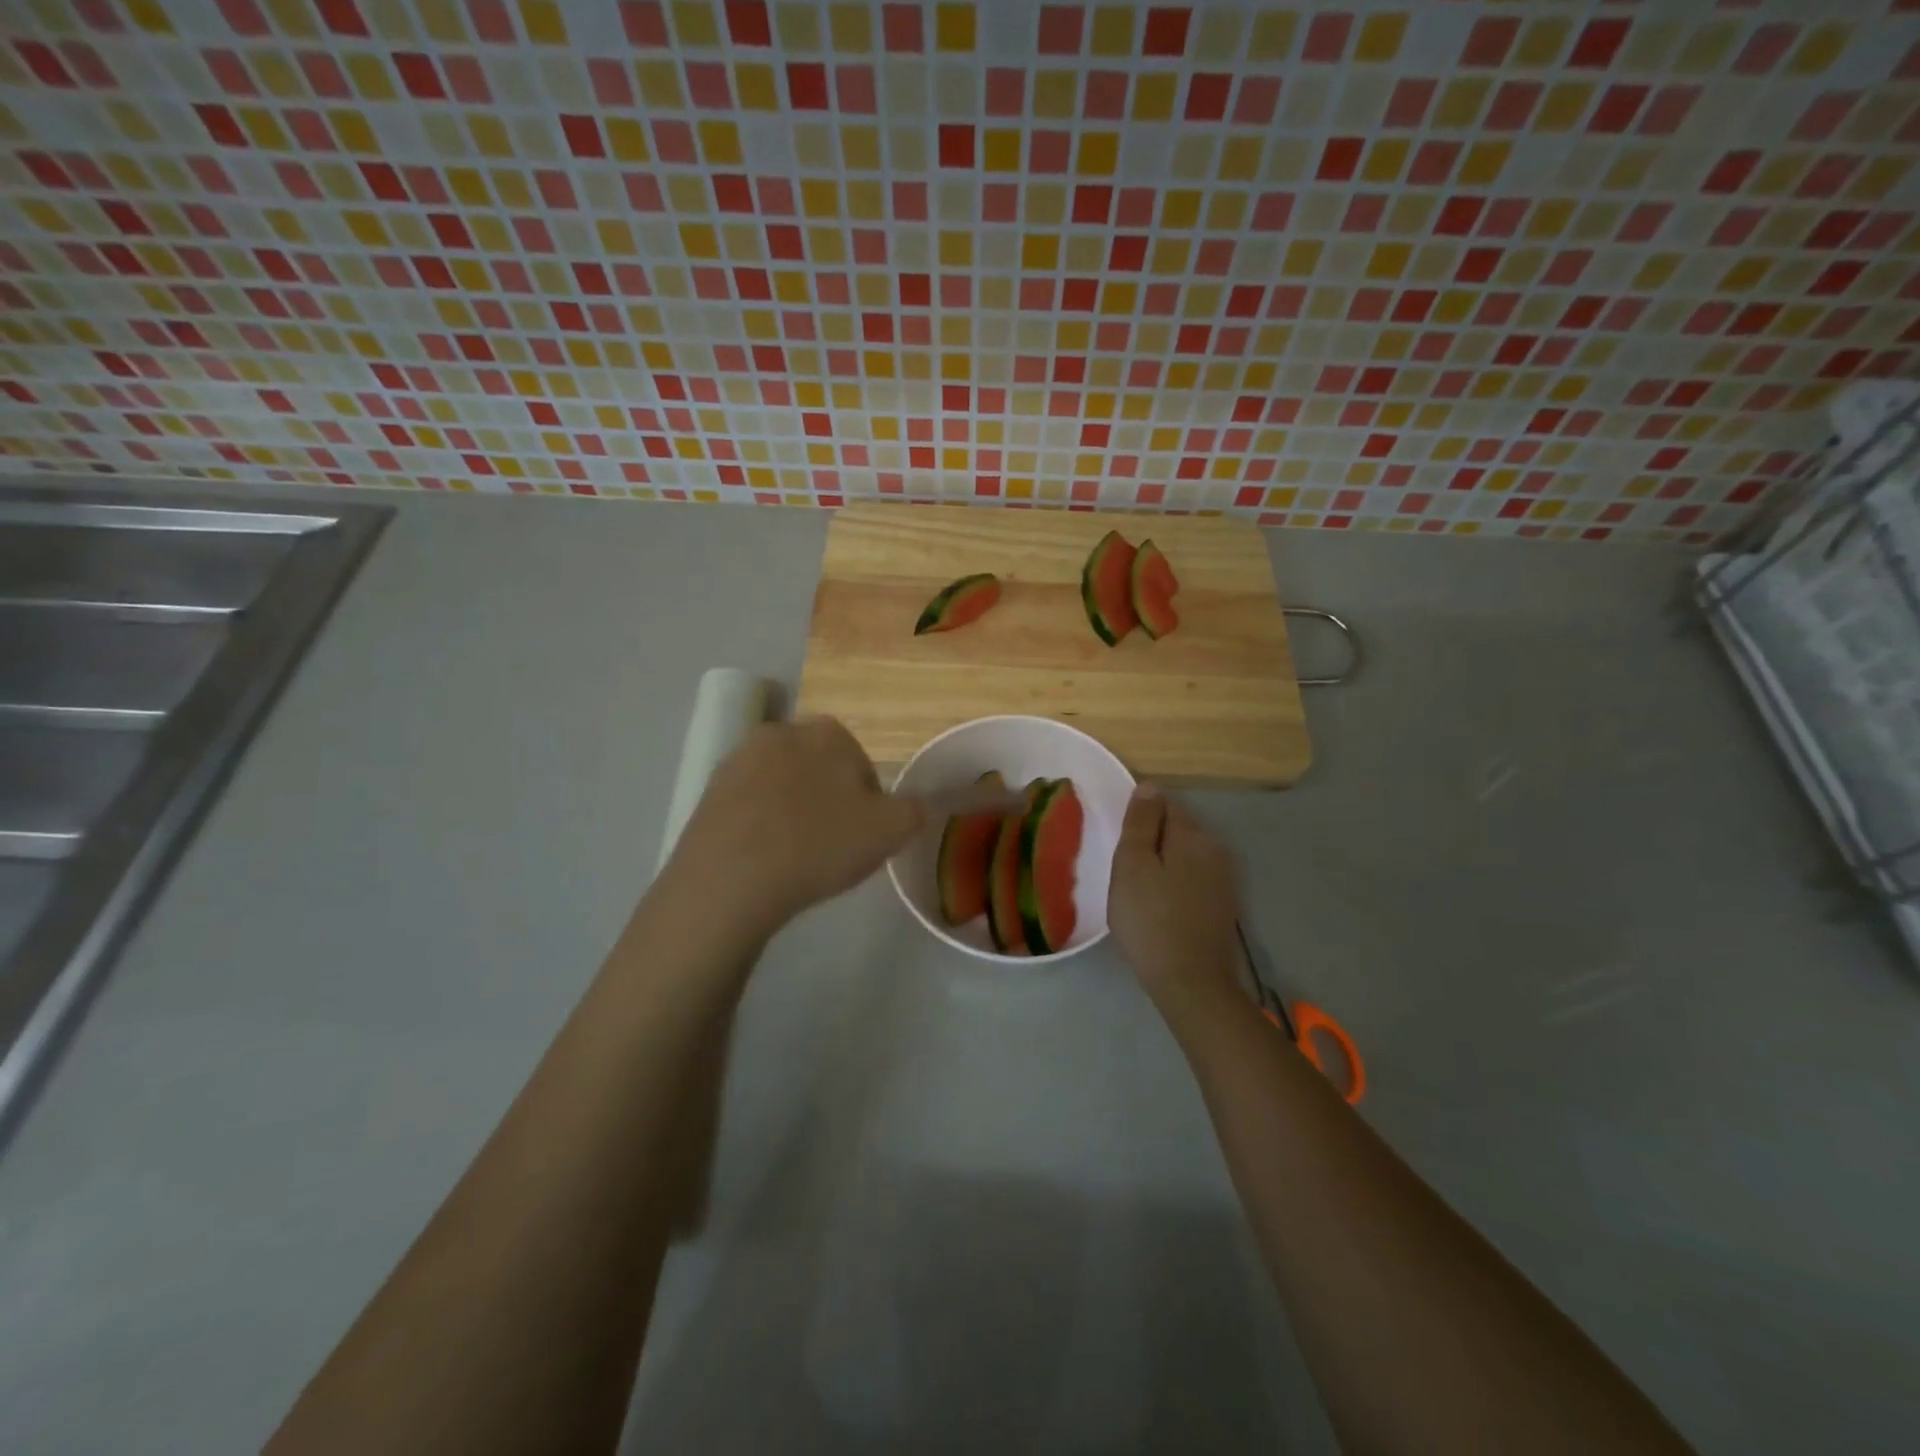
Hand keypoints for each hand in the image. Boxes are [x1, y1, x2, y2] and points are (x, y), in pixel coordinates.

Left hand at [668, 716, 923, 936]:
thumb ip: (914, 810)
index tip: (863, 835)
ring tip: (795, 856)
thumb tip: (914, 804)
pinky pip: (749, 806)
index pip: (861, 763)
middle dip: (828, 801)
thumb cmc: (819, 845)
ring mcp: (739, 759)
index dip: (868, 802)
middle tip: (832, 846)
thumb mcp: (890, 831)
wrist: (730, 879)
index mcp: (828, 732)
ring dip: (793, 812)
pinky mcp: (708, 791)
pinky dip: (760, 825)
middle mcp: (781, 731)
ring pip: (782, 786)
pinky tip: (764, 859)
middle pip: (819, 769)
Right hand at [1107, 785, 1244, 1020]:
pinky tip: (1159, 906)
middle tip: (1123, 869)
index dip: (1137, 818)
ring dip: (1162, 863)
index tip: (1119, 843)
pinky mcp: (1222, 905)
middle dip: (1150, 840)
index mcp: (1193, 835)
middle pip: (1176, 828)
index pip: (1163, 803)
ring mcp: (1224, 879)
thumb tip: (1149, 787)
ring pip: (1184, 855)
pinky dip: (1174, 883)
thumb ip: (1140, 823)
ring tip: (1138, 889)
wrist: (1191, 983)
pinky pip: (1192, 878)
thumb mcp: (1132, 865)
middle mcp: (1216, 849)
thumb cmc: (1151, 920)